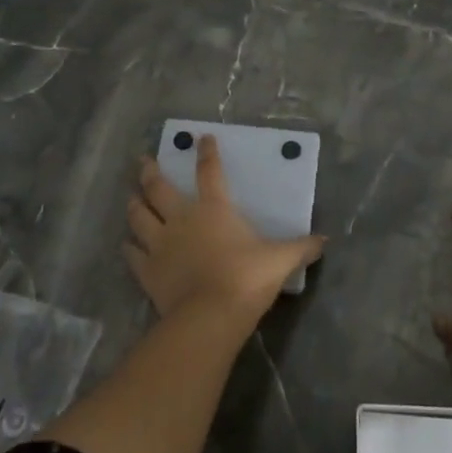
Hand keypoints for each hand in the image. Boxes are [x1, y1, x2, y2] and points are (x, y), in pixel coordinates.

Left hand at [125, 134, 324, 323]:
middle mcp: (182, 219)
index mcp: (214, 209)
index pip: (210, 172)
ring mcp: (160, 244)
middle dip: (150, 172)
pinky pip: (132, 254)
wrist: (210, 315)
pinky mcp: (147, 270)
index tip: (201, 138)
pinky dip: (128, 248)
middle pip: (159, 188)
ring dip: (134, 204)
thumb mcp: (280, 261)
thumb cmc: (246, 278)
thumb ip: (301, 248)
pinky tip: (126, 245)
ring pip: (139, 216)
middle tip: (143, 160)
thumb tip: (325, 241)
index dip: (206, 153)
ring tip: (130, 197)